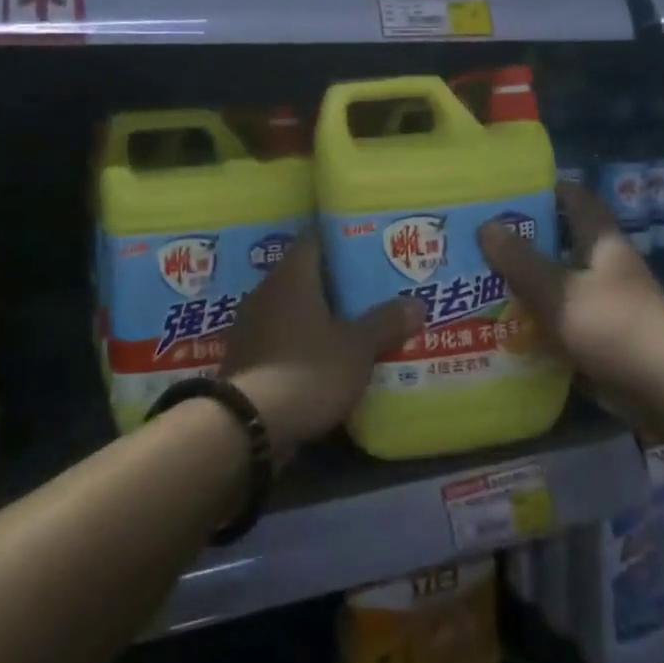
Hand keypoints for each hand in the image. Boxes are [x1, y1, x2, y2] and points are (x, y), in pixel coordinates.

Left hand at [220, 230, 424, 459]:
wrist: (250, 424)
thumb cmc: (309, 370)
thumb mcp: (358, 348)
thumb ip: (386, 322)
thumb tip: (417, 303)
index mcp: (291, 276)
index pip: (315, 238)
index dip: (342, 239)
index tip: (368, 244)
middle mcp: (266, 291)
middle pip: (305, 273)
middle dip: (337, 280)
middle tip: (372, 285)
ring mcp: (251, 324)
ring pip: (293, 307)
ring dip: (320, 313)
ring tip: (356, 320)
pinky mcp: (246, 355)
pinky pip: (281, 335)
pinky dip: (303, 339)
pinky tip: (328, 354)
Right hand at [478, 183, 663, 426]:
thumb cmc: (614, 328)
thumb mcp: (558, 291)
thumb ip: (520, 260)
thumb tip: (486, 226)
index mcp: (601, 243)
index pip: (575, 199)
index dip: (544, 190)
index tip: (504, 193)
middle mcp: (604, 267)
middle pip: (559, 243)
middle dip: (521, 242)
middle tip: (476, 241)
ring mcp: (604, 304)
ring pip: (556, 285)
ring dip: (524, 285)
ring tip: (477, 283)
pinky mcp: (600, 338)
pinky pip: (560, 321)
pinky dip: (535, 323)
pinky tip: (500, 328)